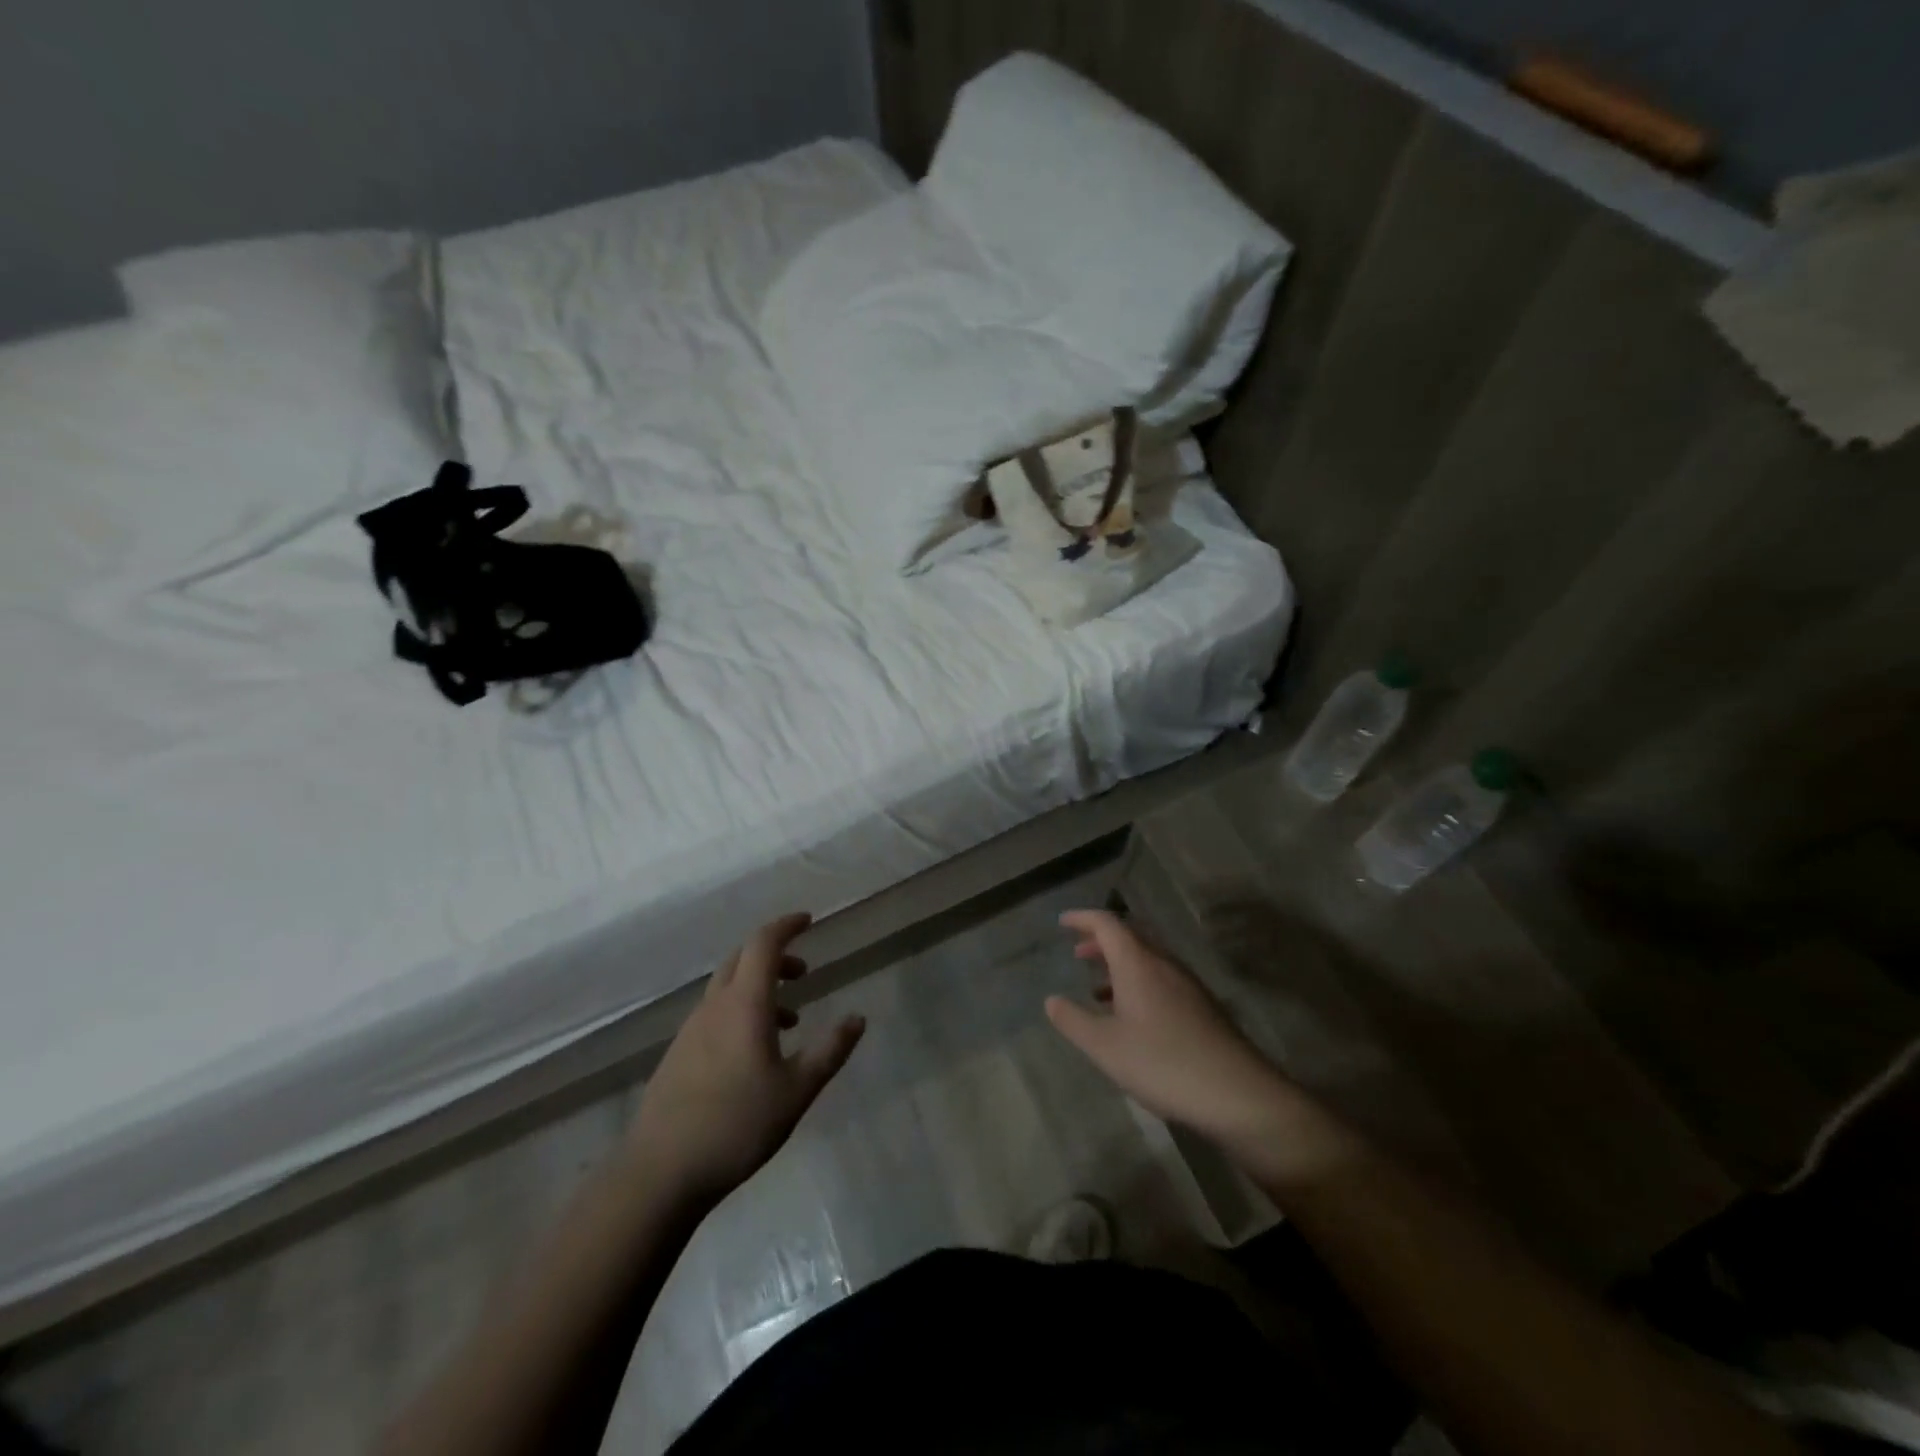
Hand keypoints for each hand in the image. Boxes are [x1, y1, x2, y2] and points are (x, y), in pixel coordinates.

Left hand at [629, 913, 864, 1204]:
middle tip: (804, 973)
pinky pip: (715, 1013)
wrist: (660, 1172)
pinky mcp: (678, 1054)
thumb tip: (858, 1018)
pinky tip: (754, 1052)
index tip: (808, 921)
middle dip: (775, 956)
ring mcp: (691, 1030)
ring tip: (789, 1019)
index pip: (763, 944)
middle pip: (742, 959)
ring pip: (727, 988)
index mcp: (744, 1004)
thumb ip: (830, 1051)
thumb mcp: (797, 1091)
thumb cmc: (736, 1125)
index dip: (786, 926)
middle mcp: (714, 1007)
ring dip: (759, 987)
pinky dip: (740, 1011)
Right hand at [1046, 910, 1294, 1151]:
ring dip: (1120, 964)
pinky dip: (1138, 983)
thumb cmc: (1162, 1063)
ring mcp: (1188, 985)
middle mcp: (1164, 964)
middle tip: (1077, 952)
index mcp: (1138, 963)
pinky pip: (1162, 979)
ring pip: (1147, 960)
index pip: (1107, 924)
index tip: (1062, 922)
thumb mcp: (1105, 1047)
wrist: (1237, 1094)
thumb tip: (1051, 1000)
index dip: (1082, 918)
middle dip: (1101, 940)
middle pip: (1130, 937)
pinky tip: (1132, 1016)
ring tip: (1098, 987)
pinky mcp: (1202, 1007)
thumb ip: (1074, 1020)